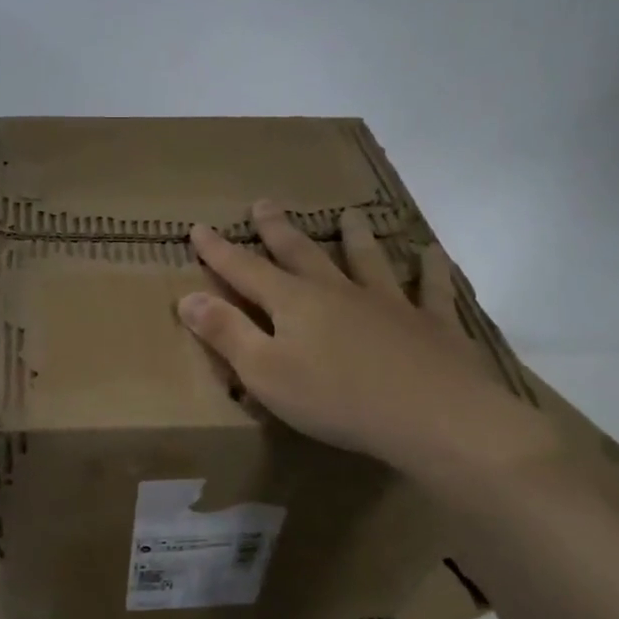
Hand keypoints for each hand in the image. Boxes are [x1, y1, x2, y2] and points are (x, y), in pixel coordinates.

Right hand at [179, 201, 561, 493]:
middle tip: (264, 203)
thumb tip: (187, 298)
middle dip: (278, 230)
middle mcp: (338, 292)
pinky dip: (430, 269)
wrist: (430, 415)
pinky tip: (431, 253)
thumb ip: (226, 333)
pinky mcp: (430, 323)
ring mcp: (388, 303)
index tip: (199, 227)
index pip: (245, 271)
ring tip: (349, 215)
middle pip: (302, 254)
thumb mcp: (264, 373)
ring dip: (354, 237)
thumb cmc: (335, 399)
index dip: (219, 252)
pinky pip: (429, 288)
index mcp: (294, 304)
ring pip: (366, 260)